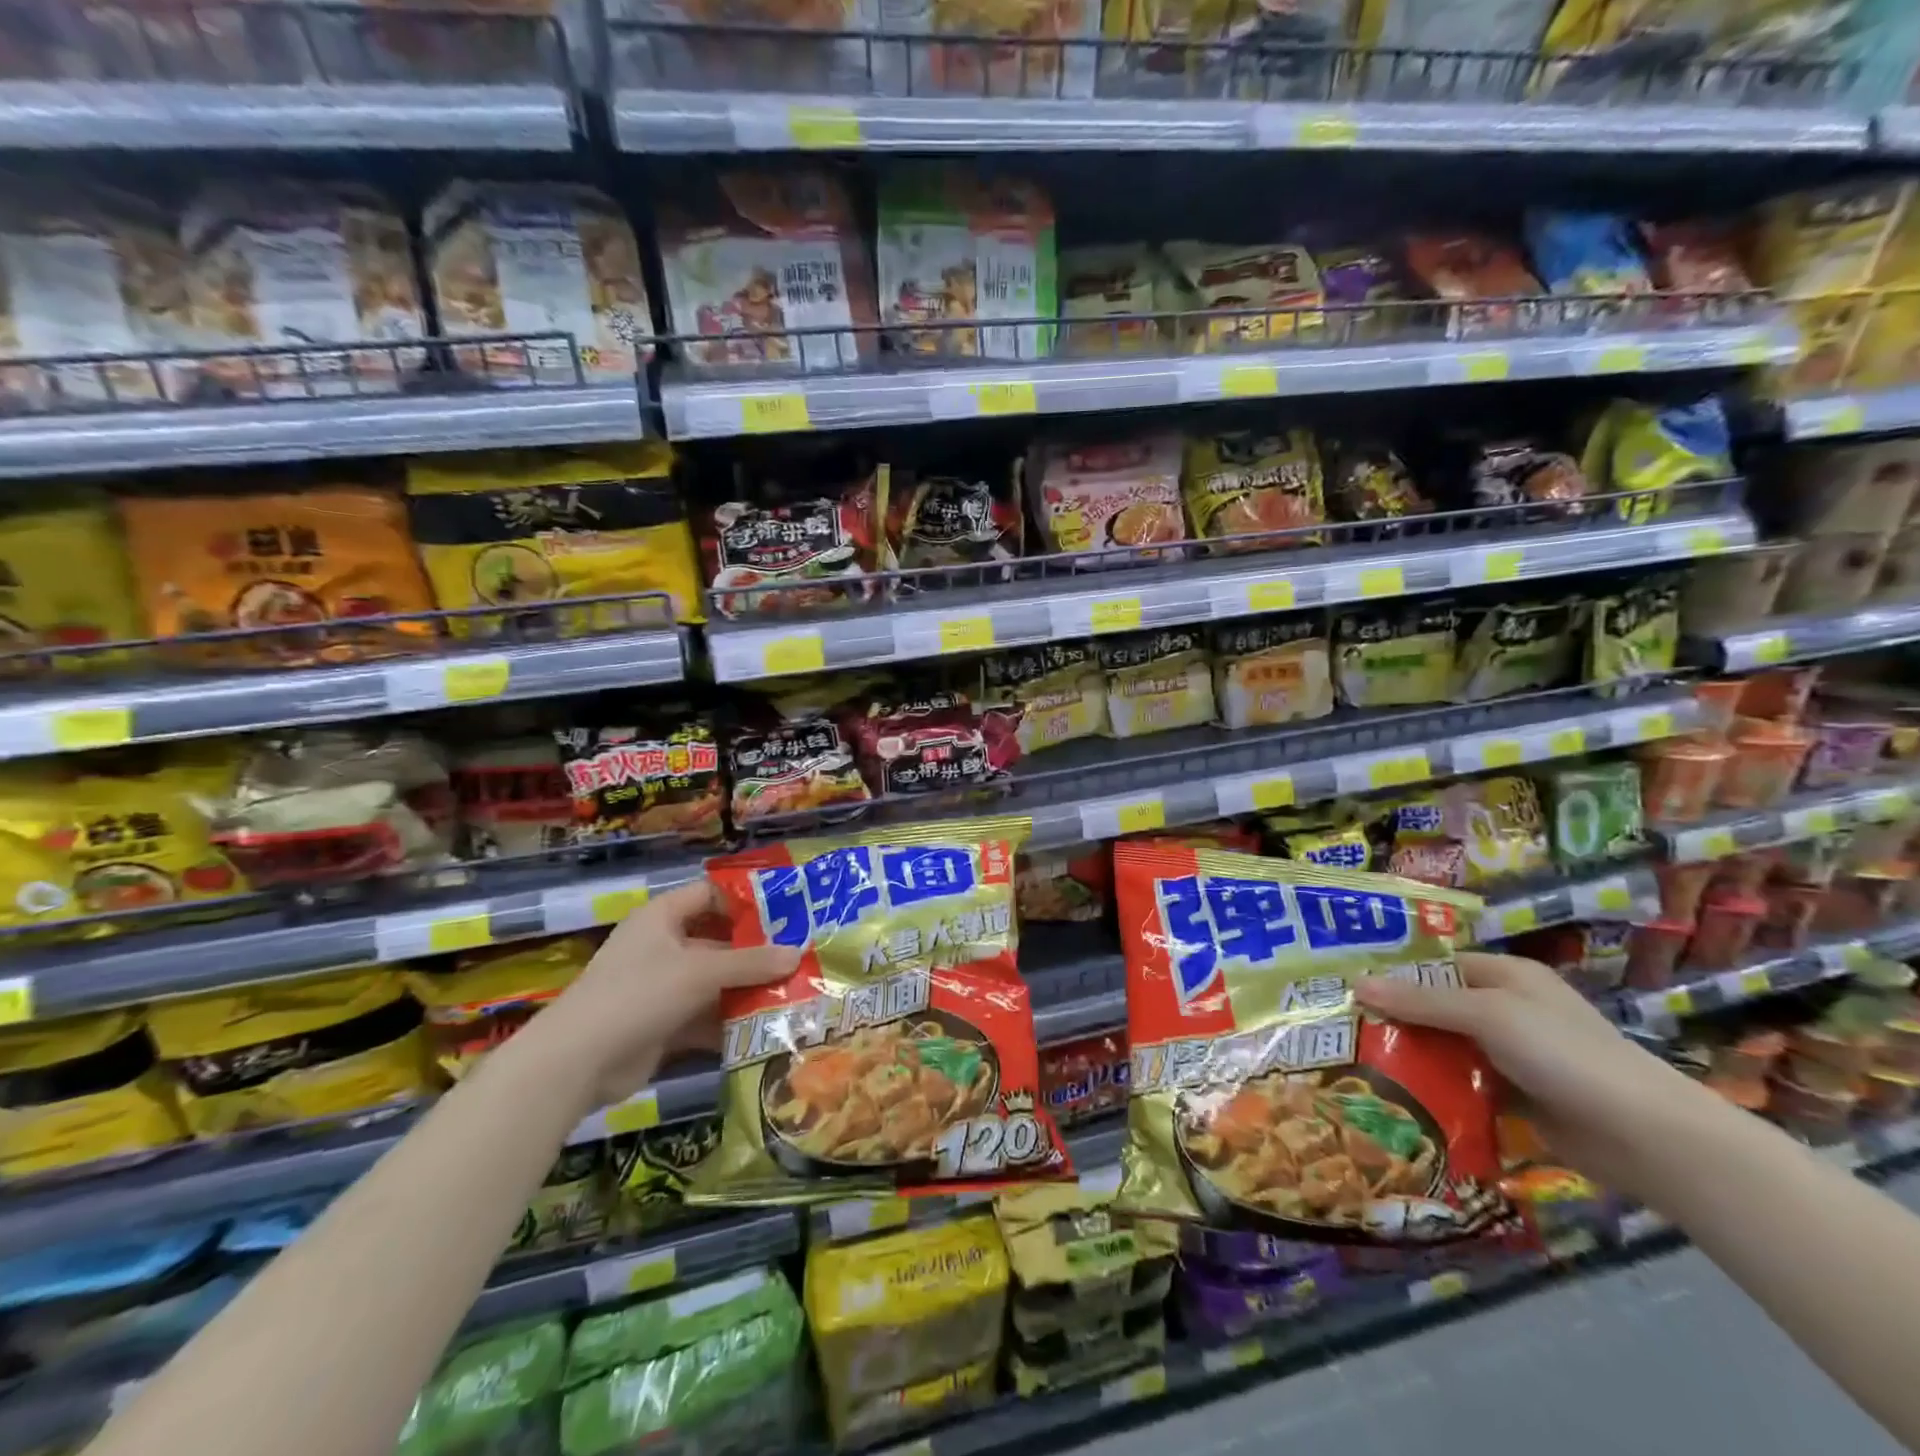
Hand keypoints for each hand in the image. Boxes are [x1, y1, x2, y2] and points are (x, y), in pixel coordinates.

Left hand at [511, 880, 799, 1114]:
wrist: (577, 1063)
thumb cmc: (638, 995)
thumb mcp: (700, 972)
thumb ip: (751, 963)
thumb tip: (798, 954)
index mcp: (663, 917)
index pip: (711, 895)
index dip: (747, 900)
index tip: (788, 910)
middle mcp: (663, 946)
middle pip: (719, 942)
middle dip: (757, 952)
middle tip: (801, 956)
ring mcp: (662, 987)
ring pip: (715, 982)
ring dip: (748, 989)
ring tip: (795, 993)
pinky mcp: (663, 1024)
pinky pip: (706, 1016)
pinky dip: (731, 1022)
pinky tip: (768, 1028)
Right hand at [1354, 951, 1713, 1195]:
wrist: (1647, 1137)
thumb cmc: (1565, 1054)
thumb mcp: (1488, 1015)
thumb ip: (1422, 1001)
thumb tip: (1356, 984)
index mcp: (1506, 976)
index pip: (1436, 965)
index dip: (1394, 973)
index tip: (1347, 986)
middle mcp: (1507, 1009)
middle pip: (1437, 1007)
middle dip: (1396, 1019)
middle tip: (1342, 1029)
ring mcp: (1513, 1055)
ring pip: (1447, 1049)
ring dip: (1413, 1057)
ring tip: (1358, 1063)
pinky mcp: (1517, 1097)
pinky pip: (1464, 1086)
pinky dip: (1437, 1090)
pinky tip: (1400, 1097)